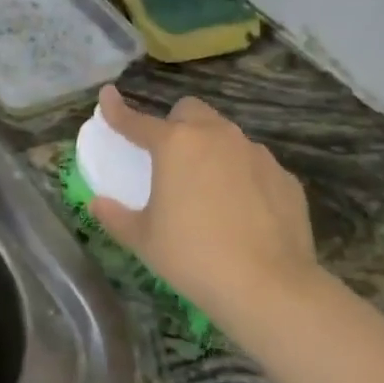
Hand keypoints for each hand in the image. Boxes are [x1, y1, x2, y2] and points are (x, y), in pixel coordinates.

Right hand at [89, 85, 324, 339]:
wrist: (270, 287)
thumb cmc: (193, 257)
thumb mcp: (143, 240)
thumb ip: (116, 216)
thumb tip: (98, 203)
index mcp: (175, 145)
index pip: (137, 121)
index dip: (117, 110)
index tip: (107, 95)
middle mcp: (217, 137)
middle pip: (190, 111)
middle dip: (176, 124)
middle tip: (169, 157)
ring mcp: (256, 154)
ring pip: (226, 135)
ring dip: (211, 149)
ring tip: (207, 189)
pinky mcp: (285, 177)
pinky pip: (255, 165)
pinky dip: (242, 177)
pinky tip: (242, 211)